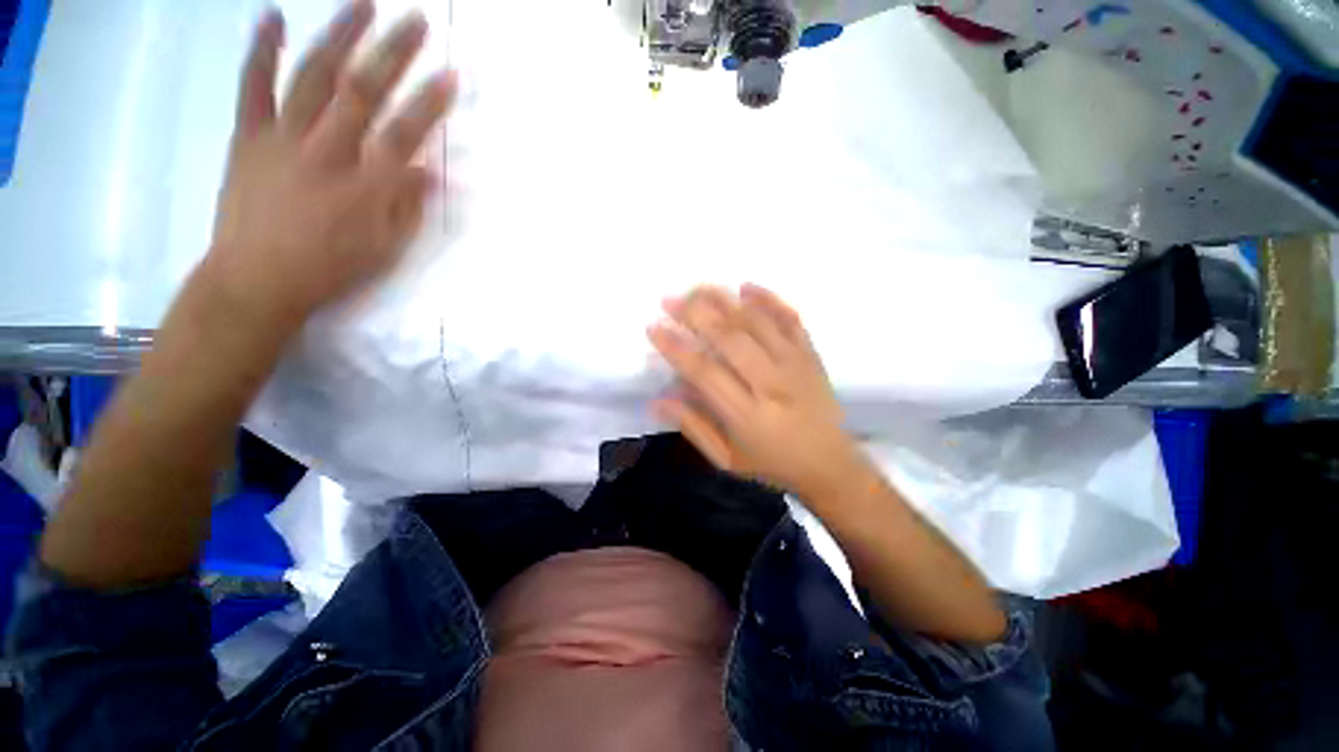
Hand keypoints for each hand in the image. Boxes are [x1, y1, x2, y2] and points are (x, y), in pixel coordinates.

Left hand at [208, 0, 458, 324]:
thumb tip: (428, 171)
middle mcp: (326, 151)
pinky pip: (253, 86)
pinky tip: (273, 16)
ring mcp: (282, 138)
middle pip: (363, 93)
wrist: (256, 280)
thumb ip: (406, 206)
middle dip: (393, 52)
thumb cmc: (329, 269)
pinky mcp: (248, 136)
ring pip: (314, 77)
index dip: (430, 104)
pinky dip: (261, 49)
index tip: (451, 74)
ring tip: (362, 3)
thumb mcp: (383, 248)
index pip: (406, 135)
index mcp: (365, 186)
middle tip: (415, 19)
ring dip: (340, 36)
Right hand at [648, 284, 869, 499]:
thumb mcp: (726, 459)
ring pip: (757, 322)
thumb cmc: (773, 466)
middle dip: (695, 314)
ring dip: (724, 300)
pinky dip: (768, 299)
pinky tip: (745, 286)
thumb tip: (658, 400)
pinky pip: (790, 318)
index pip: (705, 372)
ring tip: (697, 288)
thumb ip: (693, 427)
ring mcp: (796, 365)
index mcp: (748, 416)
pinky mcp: (811, 355)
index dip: (676, 347)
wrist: (832, 466)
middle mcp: (772, 384)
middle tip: (669, 299)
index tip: (653, 327)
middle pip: (730, 338)